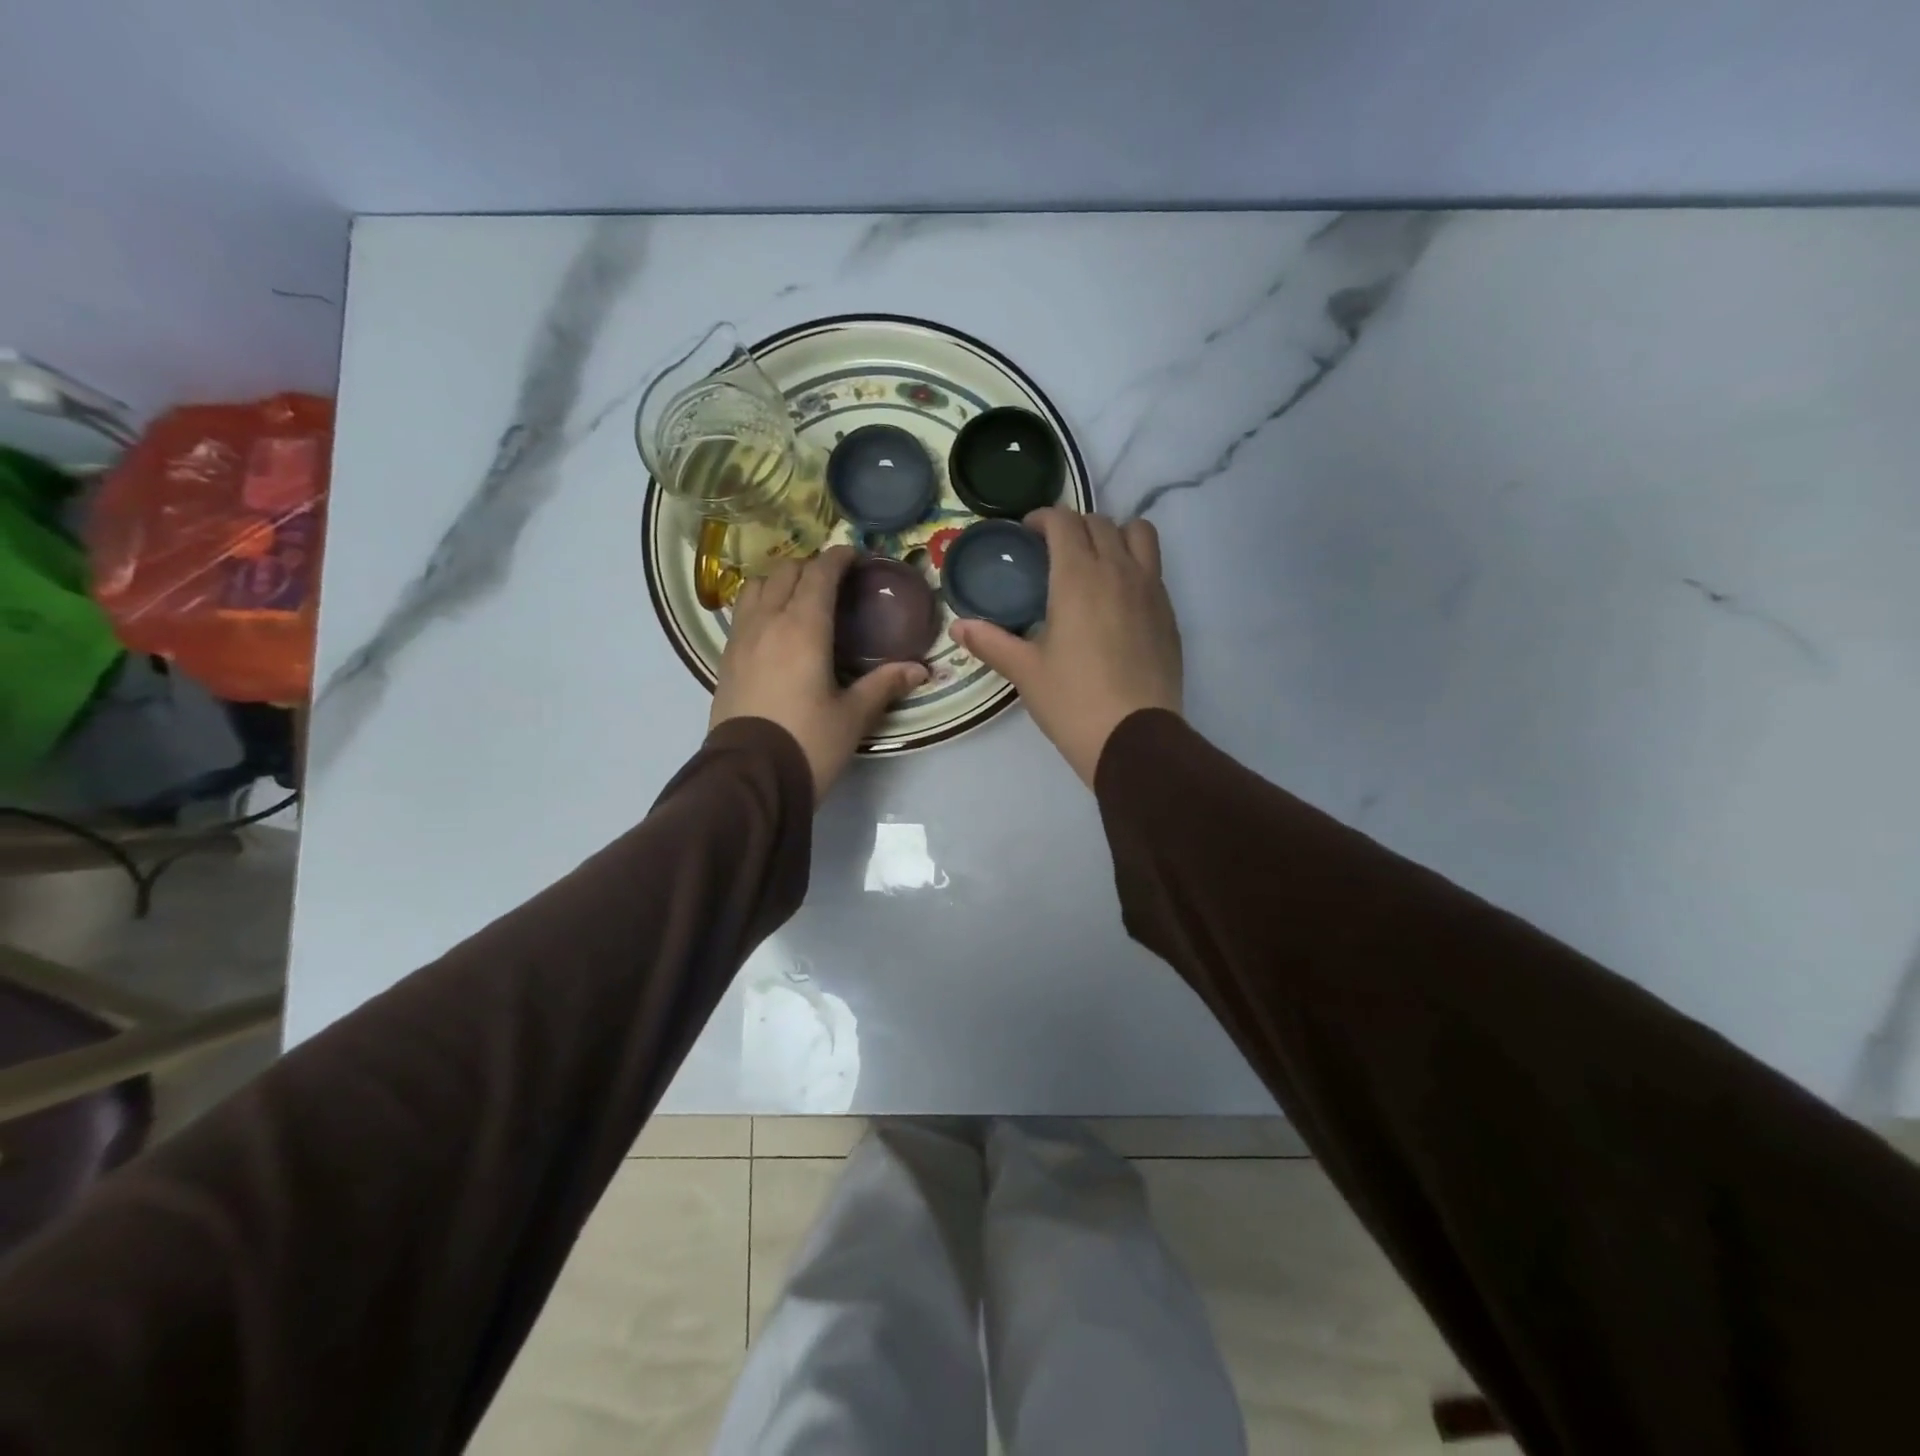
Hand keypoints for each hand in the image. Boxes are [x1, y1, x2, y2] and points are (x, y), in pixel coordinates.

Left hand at [710, 546, 927, 801]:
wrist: (749, 778)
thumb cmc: (808, 743)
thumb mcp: (853, 717)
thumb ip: (884, 686)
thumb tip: (919, 670)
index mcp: (803, 628)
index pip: (819, 574)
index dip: (838, 558)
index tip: (855, 556)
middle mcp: (768, 622)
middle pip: (786, 572)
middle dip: (811, 566)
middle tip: (834, 580)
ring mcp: (741, 639)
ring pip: (757, 587)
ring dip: (781, 580)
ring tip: (800, 595)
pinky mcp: (726, 659)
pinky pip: (743, 612)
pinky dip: (761, 603)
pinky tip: (775, 625)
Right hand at [951, 509, 1181, 786]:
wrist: (1134, 737)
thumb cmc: (1072, 701)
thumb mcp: (1025, 671)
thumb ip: (990, 642)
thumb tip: (957, 627)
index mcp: (1078, 577)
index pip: (1064, 521)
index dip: (1043, 518)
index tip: (1028, 533)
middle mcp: (1118, 570)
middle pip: (1099, 521)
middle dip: (1074, 526)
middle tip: (1054, 551)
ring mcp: (1150, 589)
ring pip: (1138, 534)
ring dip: (1114, 534)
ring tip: (1096, 561)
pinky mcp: (1169, 613)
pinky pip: (1154, 568)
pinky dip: (1135, 565)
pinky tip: (1118, 599)